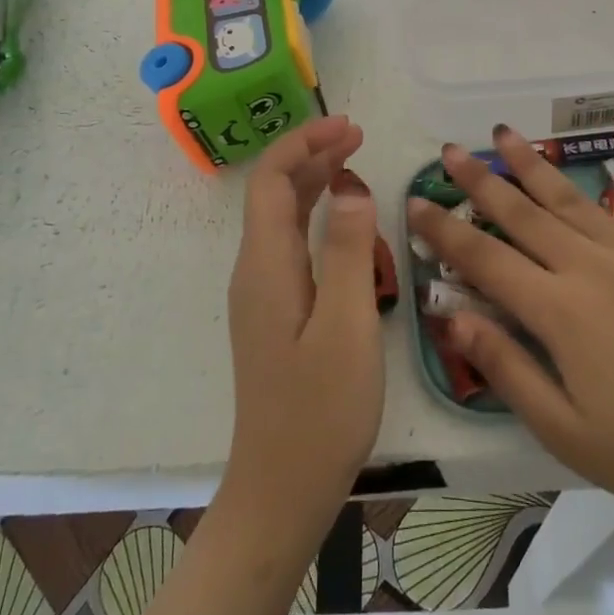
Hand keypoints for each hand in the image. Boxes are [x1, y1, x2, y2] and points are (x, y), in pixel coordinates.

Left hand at [225, 114, 385, 519]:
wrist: (282, 488)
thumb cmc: (320, 410)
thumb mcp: (347, 326)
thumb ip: (351, 251)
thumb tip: (352, 187)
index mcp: (266, 265)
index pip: (271, 180)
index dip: (304, 144)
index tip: (348, 126)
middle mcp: (256, 270)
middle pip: (273, 193)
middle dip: (311, 154)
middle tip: (358, 136)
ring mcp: (262, 293)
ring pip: (282, 218)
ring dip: (313, 182)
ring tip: (354, 162)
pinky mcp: (275, 313)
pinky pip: (291, 245)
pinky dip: (315, 216)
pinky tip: (344, 222)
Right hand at [406, 109, 613, 543]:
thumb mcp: (565, 431)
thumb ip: (506, 369)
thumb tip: (453, 318)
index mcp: (559, 311)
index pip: (485, 260)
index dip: (444, 231)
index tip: (415, 202)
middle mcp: (591, 267)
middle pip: (522, 216)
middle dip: (480, 182)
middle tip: (449, 150)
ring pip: (572, 198)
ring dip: (534, 164)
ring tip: (503, 133)